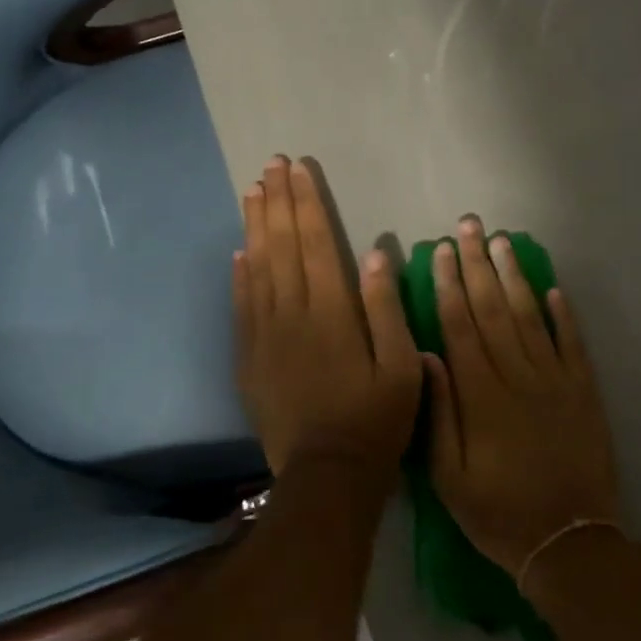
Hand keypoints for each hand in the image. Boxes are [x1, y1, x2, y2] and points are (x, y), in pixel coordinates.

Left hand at [233, 156, 424, 485]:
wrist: (328, 476)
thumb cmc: (376, 420)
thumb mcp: (402, 366)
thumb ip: (386, 307)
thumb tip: (375, 253)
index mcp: (333, 311)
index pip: (317, 241)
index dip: (307, 202)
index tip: (298, 169)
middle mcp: (293, 313)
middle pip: (282, 245)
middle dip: (277, 201)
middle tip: (271, 165)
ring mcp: (265, 335)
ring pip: (257, 268)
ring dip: (255, 227)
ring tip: (252, 191)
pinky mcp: (249, 358)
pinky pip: (241, 306)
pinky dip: (239, 275)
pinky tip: (239, 252)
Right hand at [427, 217, 620, 575]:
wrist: (569, 542)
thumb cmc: (497, 511)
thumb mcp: (448, 476)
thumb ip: (438, 412)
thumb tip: (426, 355)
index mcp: (481, 394)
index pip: (460, 324)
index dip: (448, 284)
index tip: (440, 249)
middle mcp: (517, 375)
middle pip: (493, 308)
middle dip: (477, 263)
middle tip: (469, 225)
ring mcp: (555, 380)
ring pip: (530, 316)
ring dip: (515, 275)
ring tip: (502, 241)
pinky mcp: (584, 391)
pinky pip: (572, 343)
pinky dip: (563, 314)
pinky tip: (552, 287)